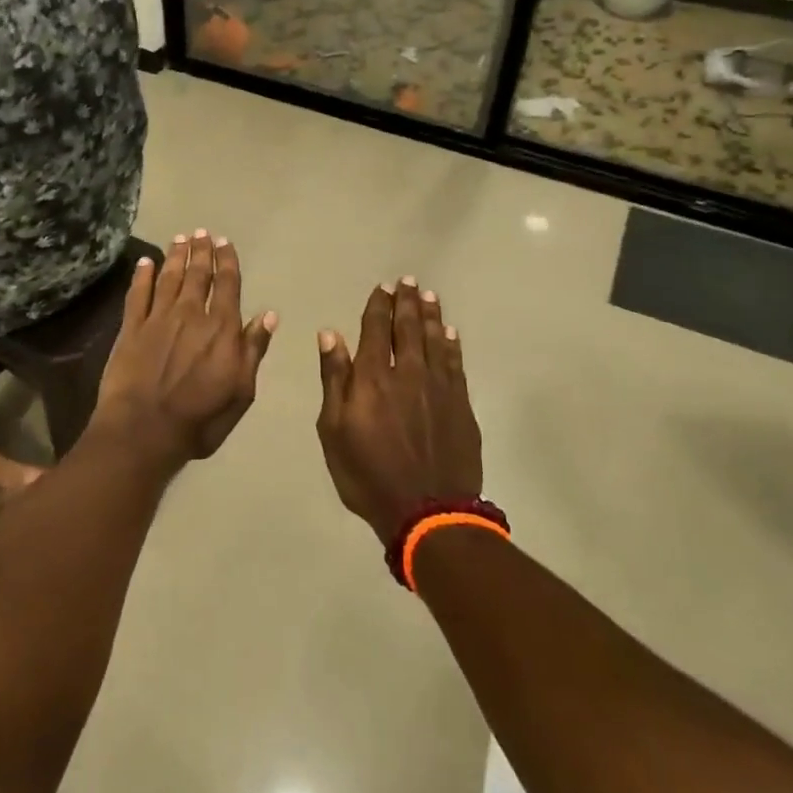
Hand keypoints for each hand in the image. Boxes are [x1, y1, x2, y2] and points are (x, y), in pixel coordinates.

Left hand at [91, 231, 277, 467]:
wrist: (144, 430)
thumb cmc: (199, 418)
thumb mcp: (241, 391)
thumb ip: (253, 350)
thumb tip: (268, 315)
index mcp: (221, 329)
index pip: (227, 285)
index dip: (227, 261)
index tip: (225, 242)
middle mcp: (190, 314)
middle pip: (197, 274)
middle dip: (201, 251)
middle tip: (201, 232)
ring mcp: (158, 318)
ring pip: (169, 278)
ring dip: (175, 256)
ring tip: (179, 238)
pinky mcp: (131, 328)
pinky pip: (137, 294)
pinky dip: (142, 276)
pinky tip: (145, 263)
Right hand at [317, 280, 481, 543]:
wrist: (428, 512)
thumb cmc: (368, 474)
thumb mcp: (334, 430)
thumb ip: (334, 379)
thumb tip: (330, 335)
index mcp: (373, 377)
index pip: (376, 329)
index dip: (379, 306)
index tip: (383, 287)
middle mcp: (408, 373)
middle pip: (409, 328)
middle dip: (407, 302)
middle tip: (408, 281)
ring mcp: (439, 388)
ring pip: (435, 340)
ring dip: (431, 315)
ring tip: (429, 295)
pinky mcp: (461, 406)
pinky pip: (456, 364)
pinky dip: (452, 345)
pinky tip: (450, 333)